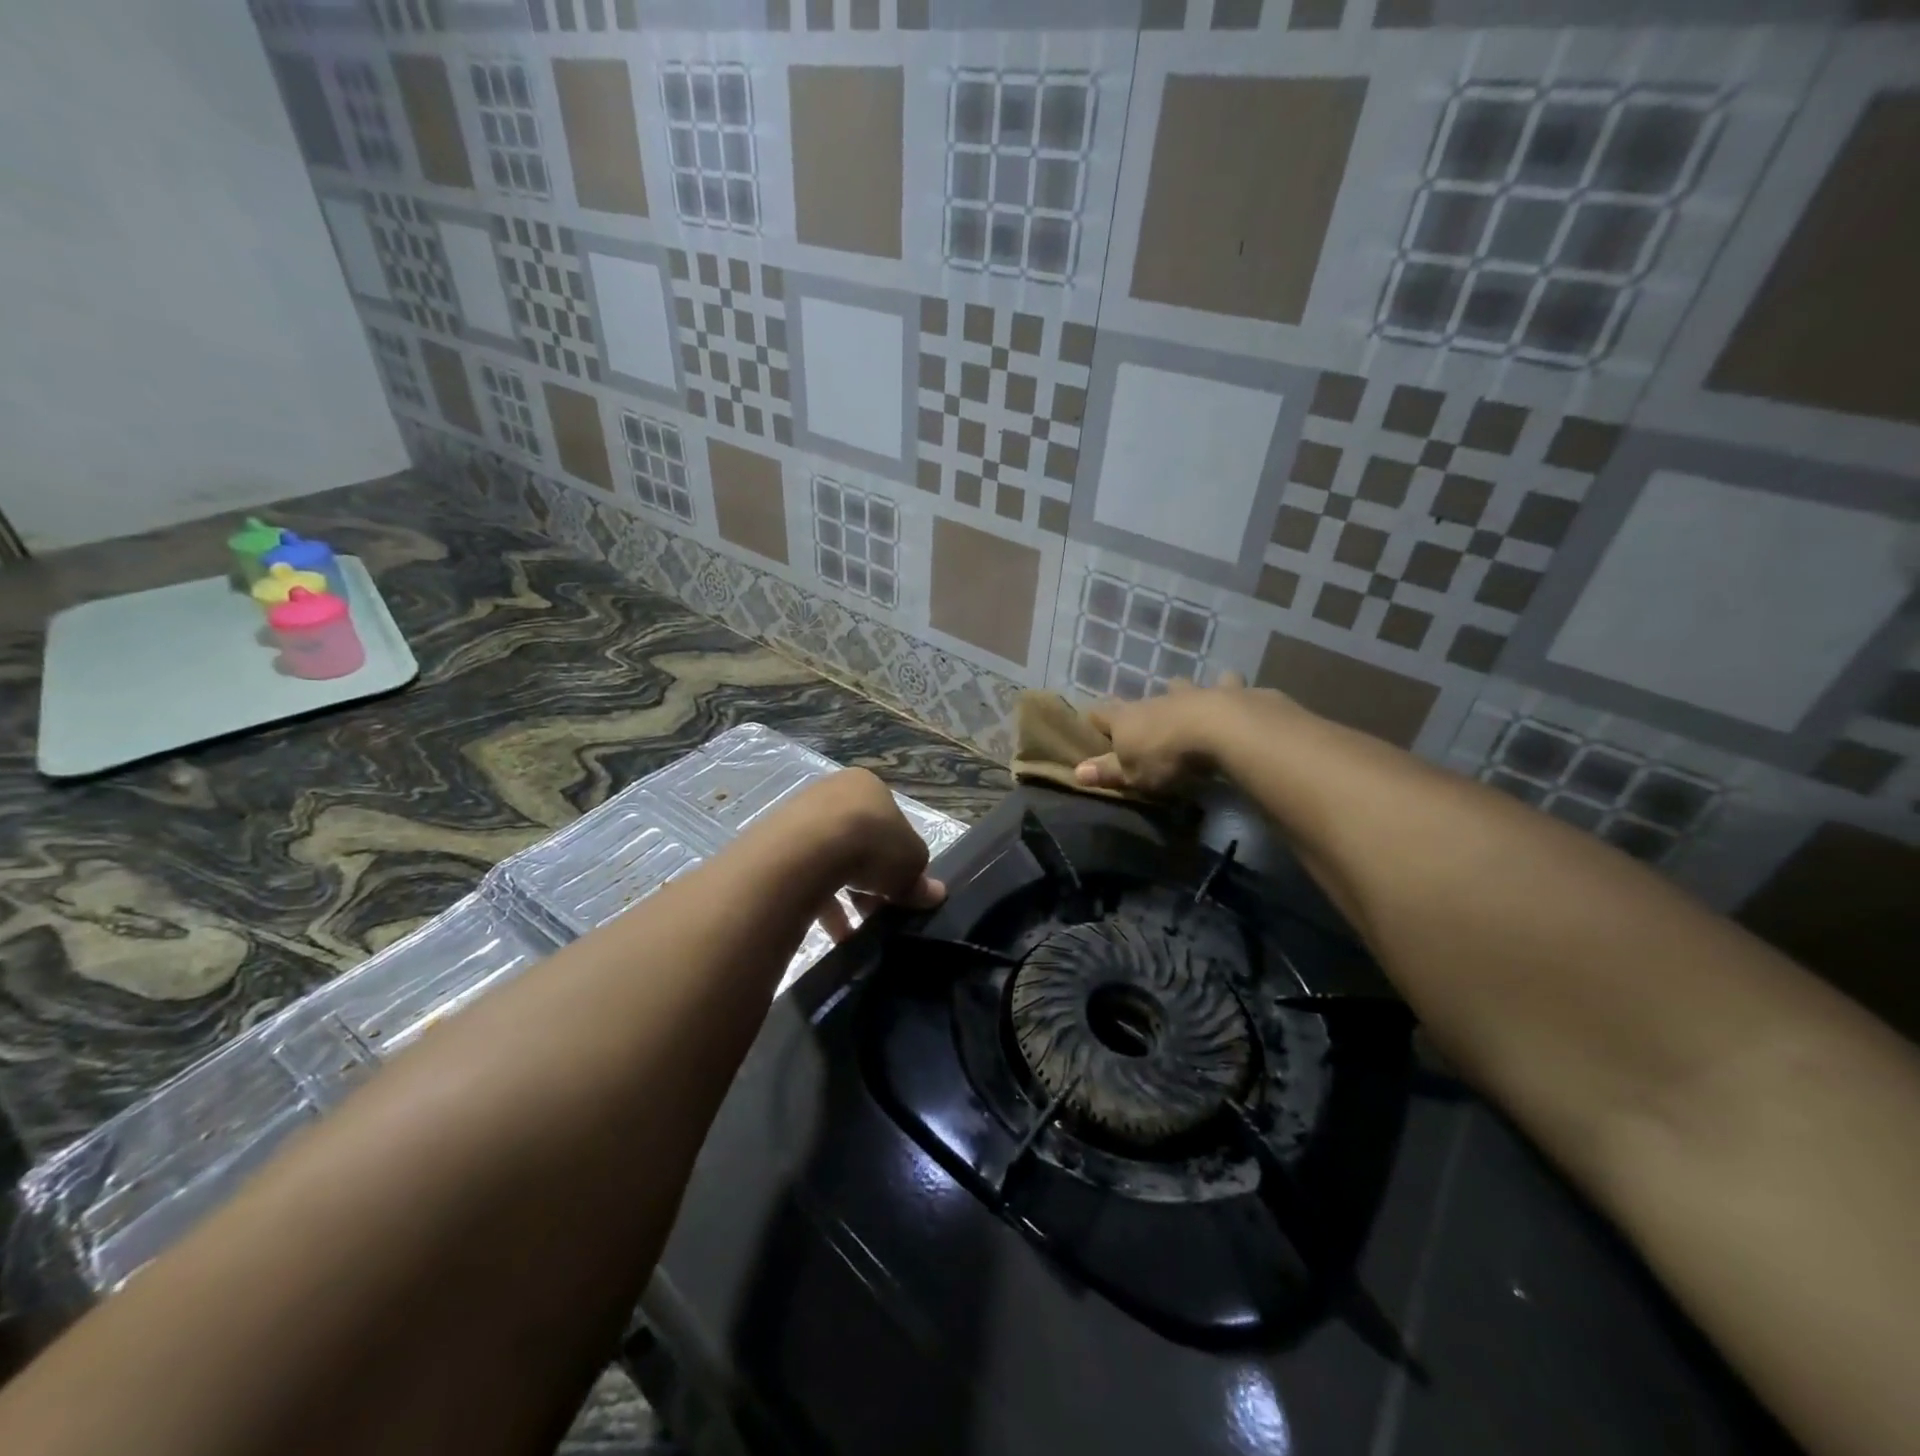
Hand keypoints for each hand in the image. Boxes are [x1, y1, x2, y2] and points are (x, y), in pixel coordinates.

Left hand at [775, 769, 945, 940]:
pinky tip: (833, 931)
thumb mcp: (912, 862)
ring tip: (855, 928)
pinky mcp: (776, 844)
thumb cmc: (872, 843)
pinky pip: (805, 876)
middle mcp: (832, 792)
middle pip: (860, 842)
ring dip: (846, 895)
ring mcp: (799, 816)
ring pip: (831, 860)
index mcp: (868, 786)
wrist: (807, 850)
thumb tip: (933, 893)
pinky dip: (821, 902)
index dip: (899, 858)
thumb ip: (921, 879)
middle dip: (871, 880)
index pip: (890, 822)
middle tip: (878, 909)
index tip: (899, 887)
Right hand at [1075, 673, 1287, 795]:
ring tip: (1184, 698)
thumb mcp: (1132, 774)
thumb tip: (1076, 772)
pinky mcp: (1226, 692)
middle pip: (1140, 699)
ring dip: (1179, 691)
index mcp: (1127, 719)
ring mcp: (1191, 692)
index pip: (1101, 713)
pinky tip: (1232, 691)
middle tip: (1142, 719)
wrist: (1222, 730)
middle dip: (1139, 708)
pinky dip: (1225, 687)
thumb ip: (1107, 772)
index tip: (1092, 722)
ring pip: (1179, 685)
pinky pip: (1224, 684)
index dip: (1095, 718)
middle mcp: (1155, 700)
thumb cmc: (1168, 757)